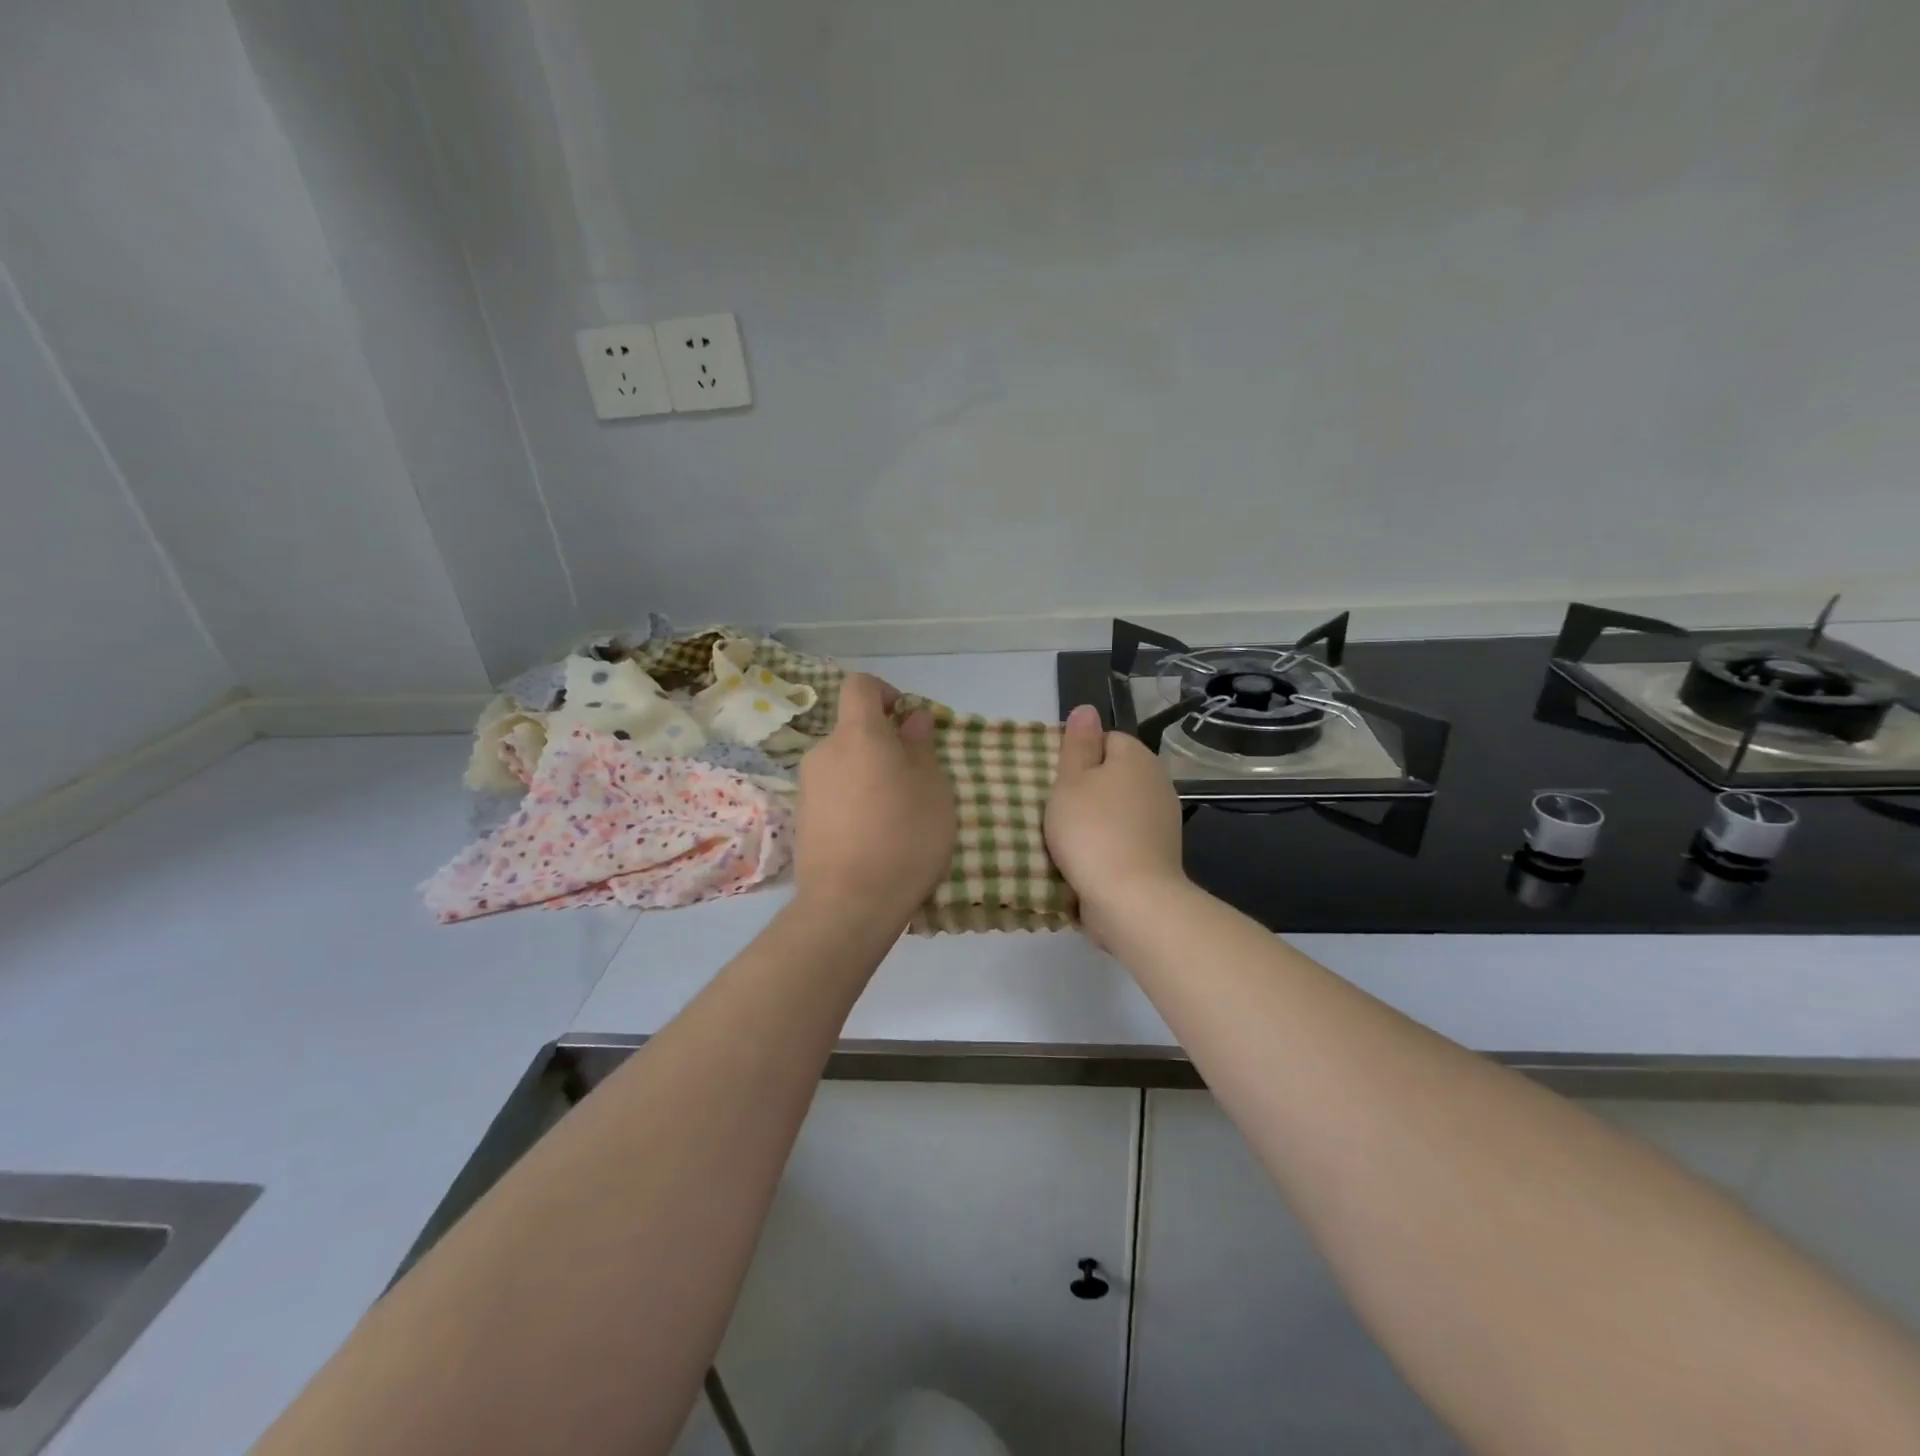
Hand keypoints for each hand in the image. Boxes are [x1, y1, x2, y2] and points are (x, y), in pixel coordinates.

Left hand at [795, 673, 955, 922]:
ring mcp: (807, 787)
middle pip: (853, 730)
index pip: (860, 686)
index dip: (885, 693)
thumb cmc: (904, 837)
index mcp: (857, 734)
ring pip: (844, 765)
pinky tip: (872, 837)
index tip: (906, 722)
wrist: (849, 905)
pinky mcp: (801, 820)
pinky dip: (853, 801)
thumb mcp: (932, 787)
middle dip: (882, 744)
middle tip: (913, 780)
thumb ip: (920, 745)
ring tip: (895, 816)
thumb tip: (910, 717)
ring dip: (868, 776)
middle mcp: (824, 752)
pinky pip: (833, 794)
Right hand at [1046, 704, 1187, 936]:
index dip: (1079, 757)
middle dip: (1087, 790)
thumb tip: (1087, 709)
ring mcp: (1163, 820)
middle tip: (1057, 810)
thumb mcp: (1070, 780)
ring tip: (1067, 839)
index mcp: (1137, 757)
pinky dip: (1109, 845)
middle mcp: (1157, 782)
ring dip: (1097, 820)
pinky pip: (1126, 838)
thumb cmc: (1092, 830)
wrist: (1131, 898)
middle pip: (1113, 775)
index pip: (1105, 740)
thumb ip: (1077, 743)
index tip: (1058, 782)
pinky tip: (1088, 860)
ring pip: (1119, 808)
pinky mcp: (1160, 853)